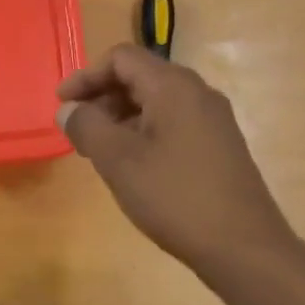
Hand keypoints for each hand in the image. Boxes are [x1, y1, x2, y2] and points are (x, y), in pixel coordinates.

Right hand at [58, 44, 293, 277]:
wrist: (242, 245)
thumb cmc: (175, 197)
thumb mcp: (119, 161)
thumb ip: (87, 127)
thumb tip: (68, 109)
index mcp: (173, 86)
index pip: (121, 58)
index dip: (85, 77)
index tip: (62, 106)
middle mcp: (198, 93)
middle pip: (140, 77)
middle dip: (102, 99)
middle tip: (77, 133)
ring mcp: (213, 120)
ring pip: (156, 103)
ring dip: (121, 119)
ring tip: (99, 153)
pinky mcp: (219, 146)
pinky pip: (172, 124)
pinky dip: (143, 134)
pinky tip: (132, 168)